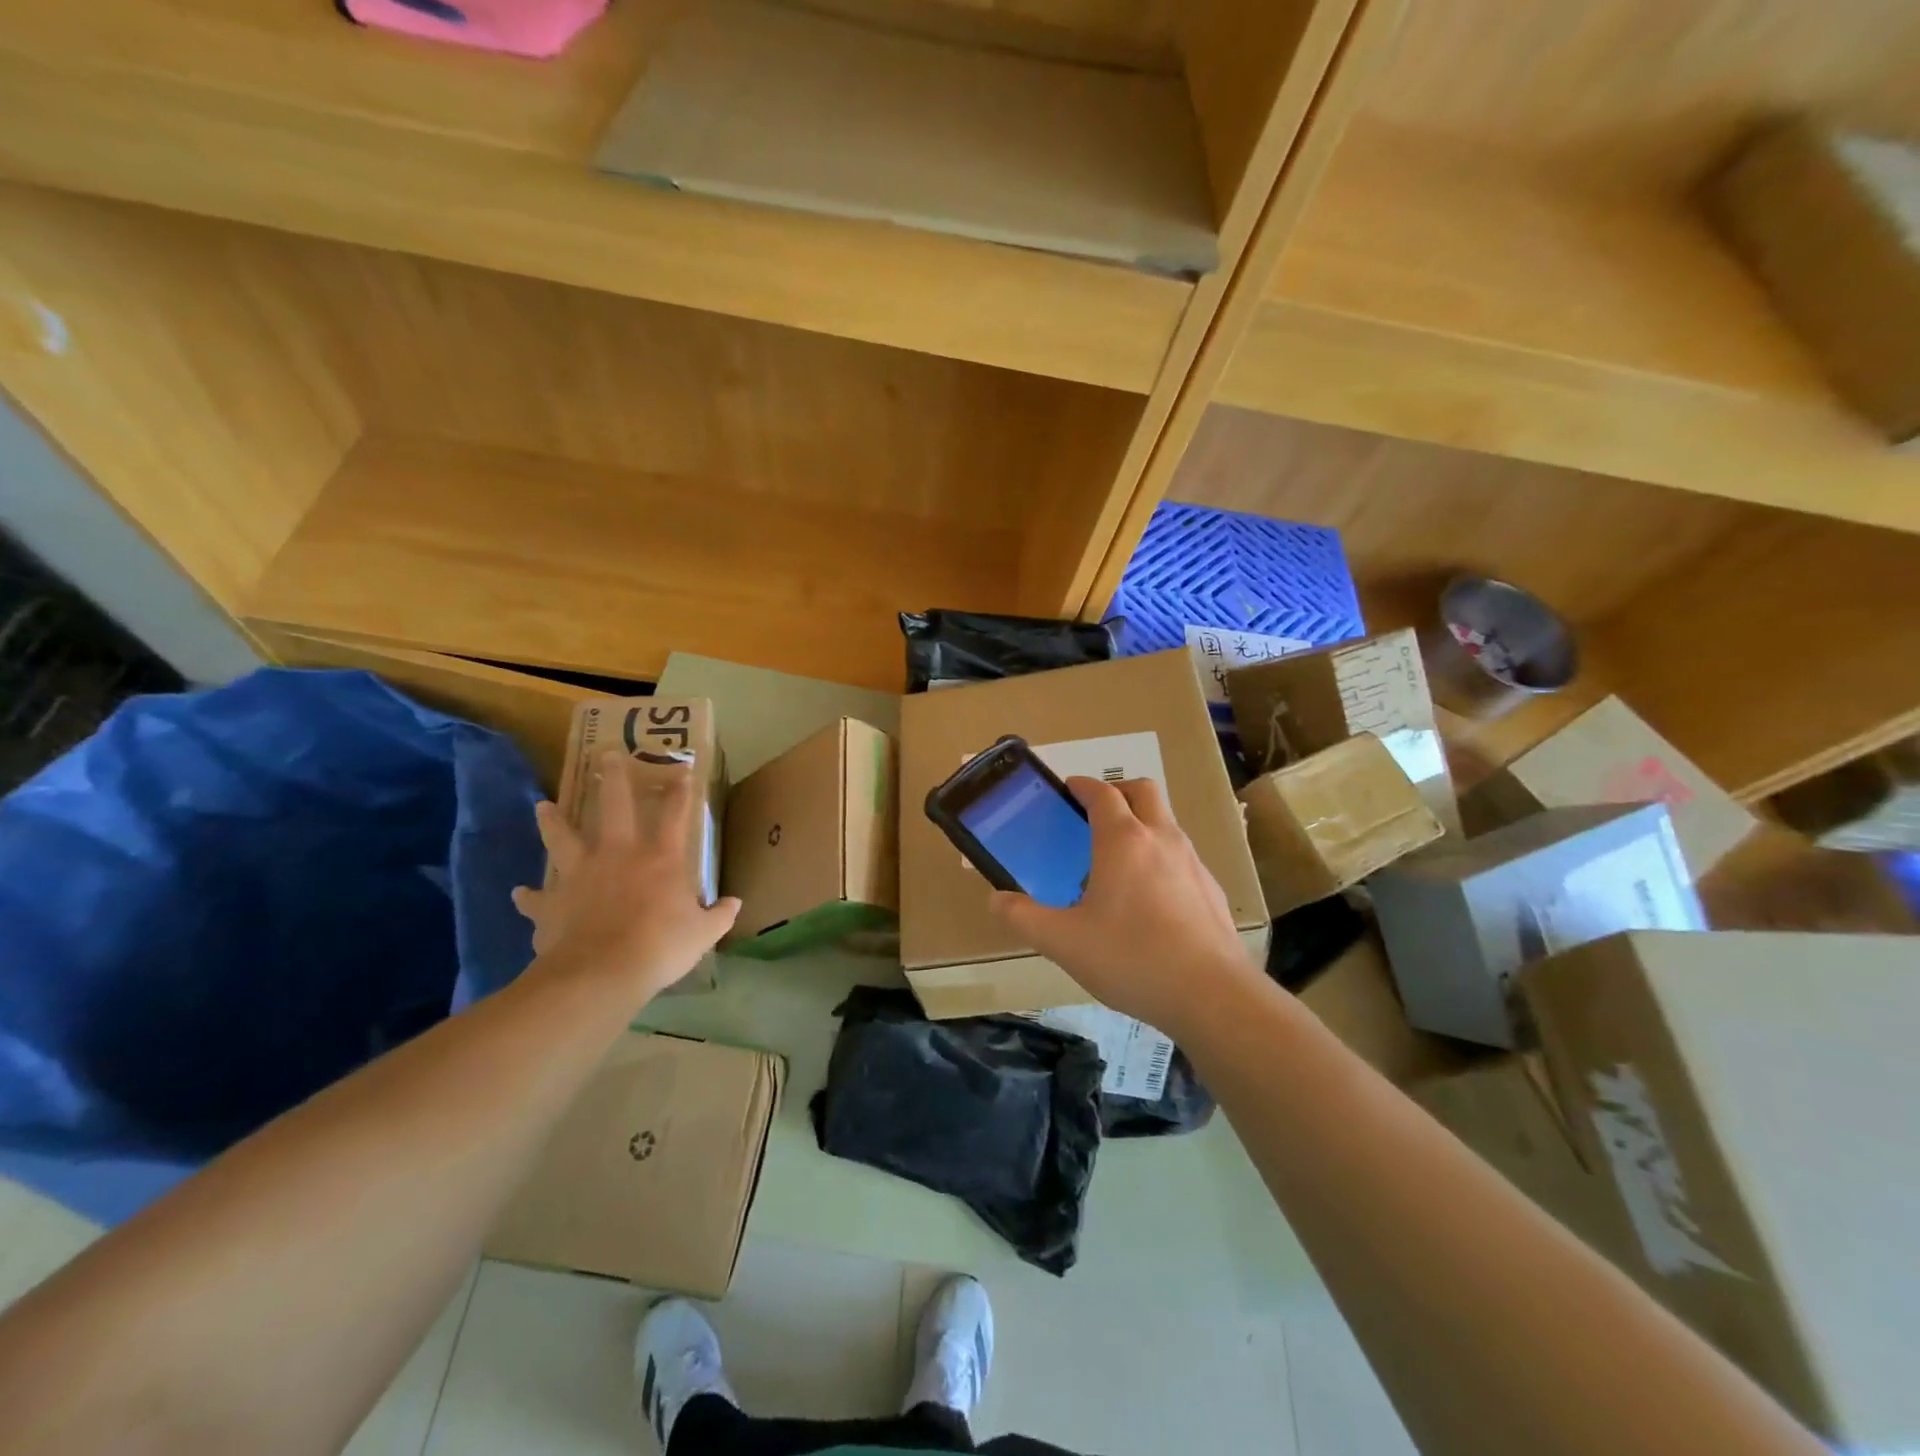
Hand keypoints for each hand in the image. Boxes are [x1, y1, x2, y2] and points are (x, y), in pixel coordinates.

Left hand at [512, 750, 739, 1002]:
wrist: (600, 973)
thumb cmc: (659, 947)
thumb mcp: (702, 934)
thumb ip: (719, 915)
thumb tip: (734, 903)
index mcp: (660, 859)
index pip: (674, 816)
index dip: (680, 792)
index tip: (682, 771)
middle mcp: (618, 855)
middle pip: (614, 807)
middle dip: (613, 779)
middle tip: (606, 756)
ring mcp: (580, 875)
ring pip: (563, 838)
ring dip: (553, 822)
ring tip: (544, 806)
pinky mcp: (552, 902)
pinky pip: (536, 898)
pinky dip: (529, 897)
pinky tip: (520, 894)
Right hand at [989, 776, 1263, 1037]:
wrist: (1212, 995)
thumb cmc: (1131, 958)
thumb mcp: (1064, 942)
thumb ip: (1024, 918)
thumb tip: (997, 900)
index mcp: (1123, 840)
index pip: (1102, 792)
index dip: (1082, 785)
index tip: (1068, 789)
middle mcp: (1161, 839)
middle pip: (1143, 791)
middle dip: (1118, 791)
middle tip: (1095, 813)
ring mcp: (1192, 862)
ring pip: (1167, 822)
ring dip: (1142, 823)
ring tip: (1118, 860)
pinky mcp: (1211, 889)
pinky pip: (1182, 857)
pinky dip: (1162, 858)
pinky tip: (1150, 900)